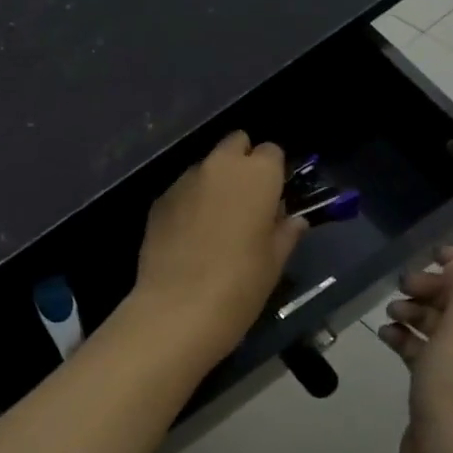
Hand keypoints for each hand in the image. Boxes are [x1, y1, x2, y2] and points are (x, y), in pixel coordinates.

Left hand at [131, 132, 307, 361]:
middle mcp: (219, 166)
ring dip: (214, 182)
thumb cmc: (240, 284)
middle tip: (246, 199)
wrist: (178, 308)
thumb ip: (286, 232)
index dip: (273, 171)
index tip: (273, 196)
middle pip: (235, 144)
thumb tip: (293, 220)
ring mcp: (184, 180)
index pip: (271, 151)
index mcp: (256, 175)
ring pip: (205, 166)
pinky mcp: (159, 199)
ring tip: (216, 220)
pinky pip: (182, 189)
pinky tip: (190, 234)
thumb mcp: (274, 261)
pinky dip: (190, 202)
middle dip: (242, 162)